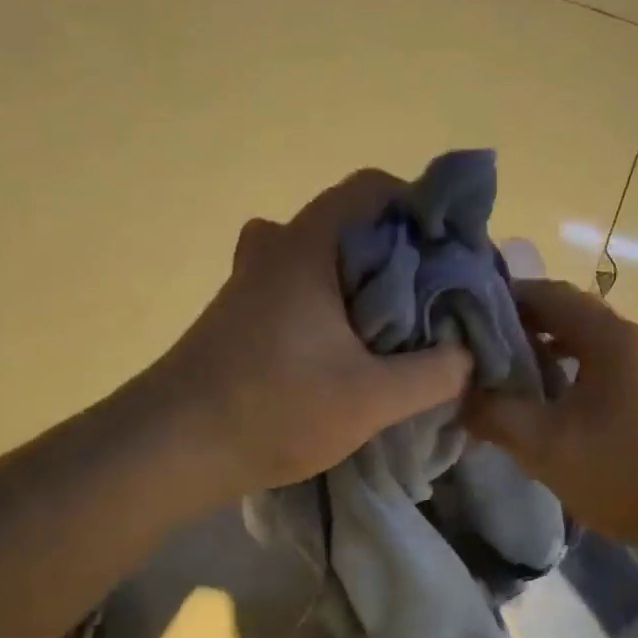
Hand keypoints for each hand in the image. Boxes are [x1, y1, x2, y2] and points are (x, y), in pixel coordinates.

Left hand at [157, 170, 472, 492]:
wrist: (169, 450)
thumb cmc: (272, 410)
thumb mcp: (372, 399)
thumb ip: (435, 373)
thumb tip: (468, 356)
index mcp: (307, 246)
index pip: (372, 187)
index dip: (421, 207)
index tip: (454, 250)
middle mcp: (276, 249)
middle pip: (353, 223)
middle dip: (402, 252)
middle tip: (437, 293)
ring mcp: (252, 281)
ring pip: (325, 257)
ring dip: (367, 281)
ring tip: (401, 322)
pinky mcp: (242, 315)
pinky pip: (303, 287)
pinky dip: (337, 303)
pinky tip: (355, 349)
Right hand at [461, 279, 637, 564]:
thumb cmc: (621, 472)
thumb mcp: (545, 444)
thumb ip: (493, 413)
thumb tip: (454, 394)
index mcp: (610, 337)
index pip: (548, 294)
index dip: (503, 298)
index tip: (459, 316)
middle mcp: (626, 340)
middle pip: (563, 314)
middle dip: (515, 326)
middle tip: (468, 346)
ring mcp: (636, 367)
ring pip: (576, 342)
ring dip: (536, 351)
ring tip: (492, 371)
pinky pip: (589, 367)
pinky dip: (558, 372)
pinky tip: (532, 399)